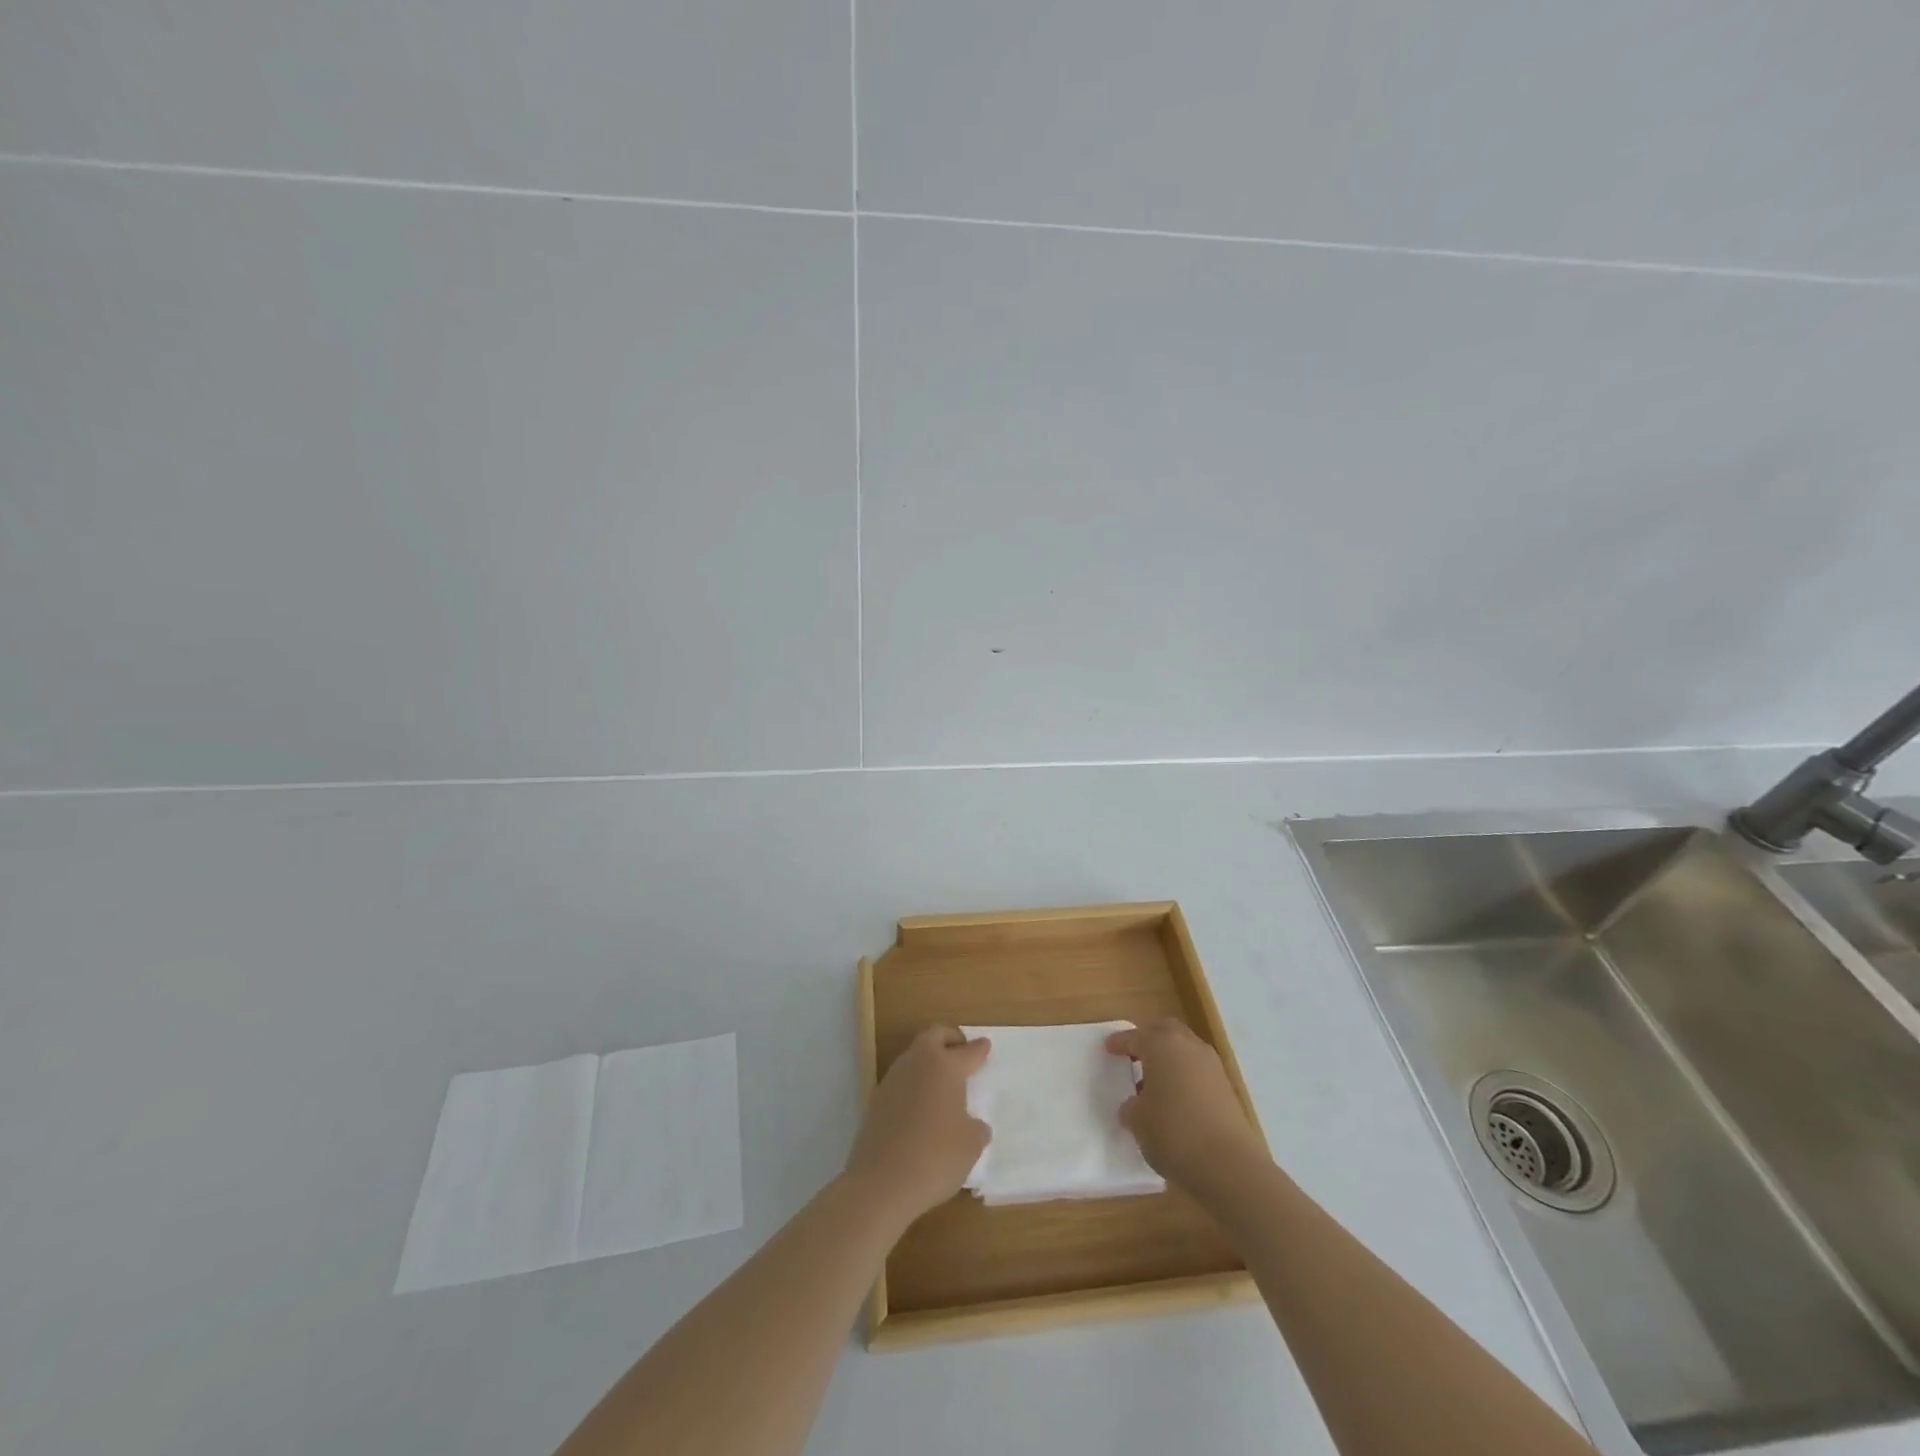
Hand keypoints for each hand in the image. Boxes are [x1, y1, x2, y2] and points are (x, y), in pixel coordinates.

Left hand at [844, 1026, 990, 1226]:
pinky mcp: (876, 1099)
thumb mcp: (970, 1145)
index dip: (979, 1049)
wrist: (881, 1183)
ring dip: (929, 1060)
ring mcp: (893, 1079)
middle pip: (934, 1036)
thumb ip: (976, 1128)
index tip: (985, 1046)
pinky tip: (921, 1105)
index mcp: (945, 1067)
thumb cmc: (935, 1158)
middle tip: (962, 1051)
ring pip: (914, 1055)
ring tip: (943, 1081)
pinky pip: (901, 1079)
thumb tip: (973, 1124)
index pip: (968, 1051)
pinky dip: (914, 1083)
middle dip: (950, 1039)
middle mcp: (917, 1063)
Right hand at [1107, 1019, 1267, 1199]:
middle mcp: (1188, 1046)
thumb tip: (1135, 1105)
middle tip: (1134, 1055)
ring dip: (1169, 1058)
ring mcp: (1212, 1066)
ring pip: (1185, 1049)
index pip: (1135, 1036)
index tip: (1108, 1048)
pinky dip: (1185, 1076)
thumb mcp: (1138, 1121)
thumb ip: (1132, 1107)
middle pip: (1165, 1031)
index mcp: (1161, 1045)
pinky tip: (1175, 1099)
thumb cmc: (1173, 1132)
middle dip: (1149, 1039)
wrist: (1228, 1165)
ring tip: (1154, 1082)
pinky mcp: (1227, 1088)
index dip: (1119, 1042)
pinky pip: (1198, 1071)